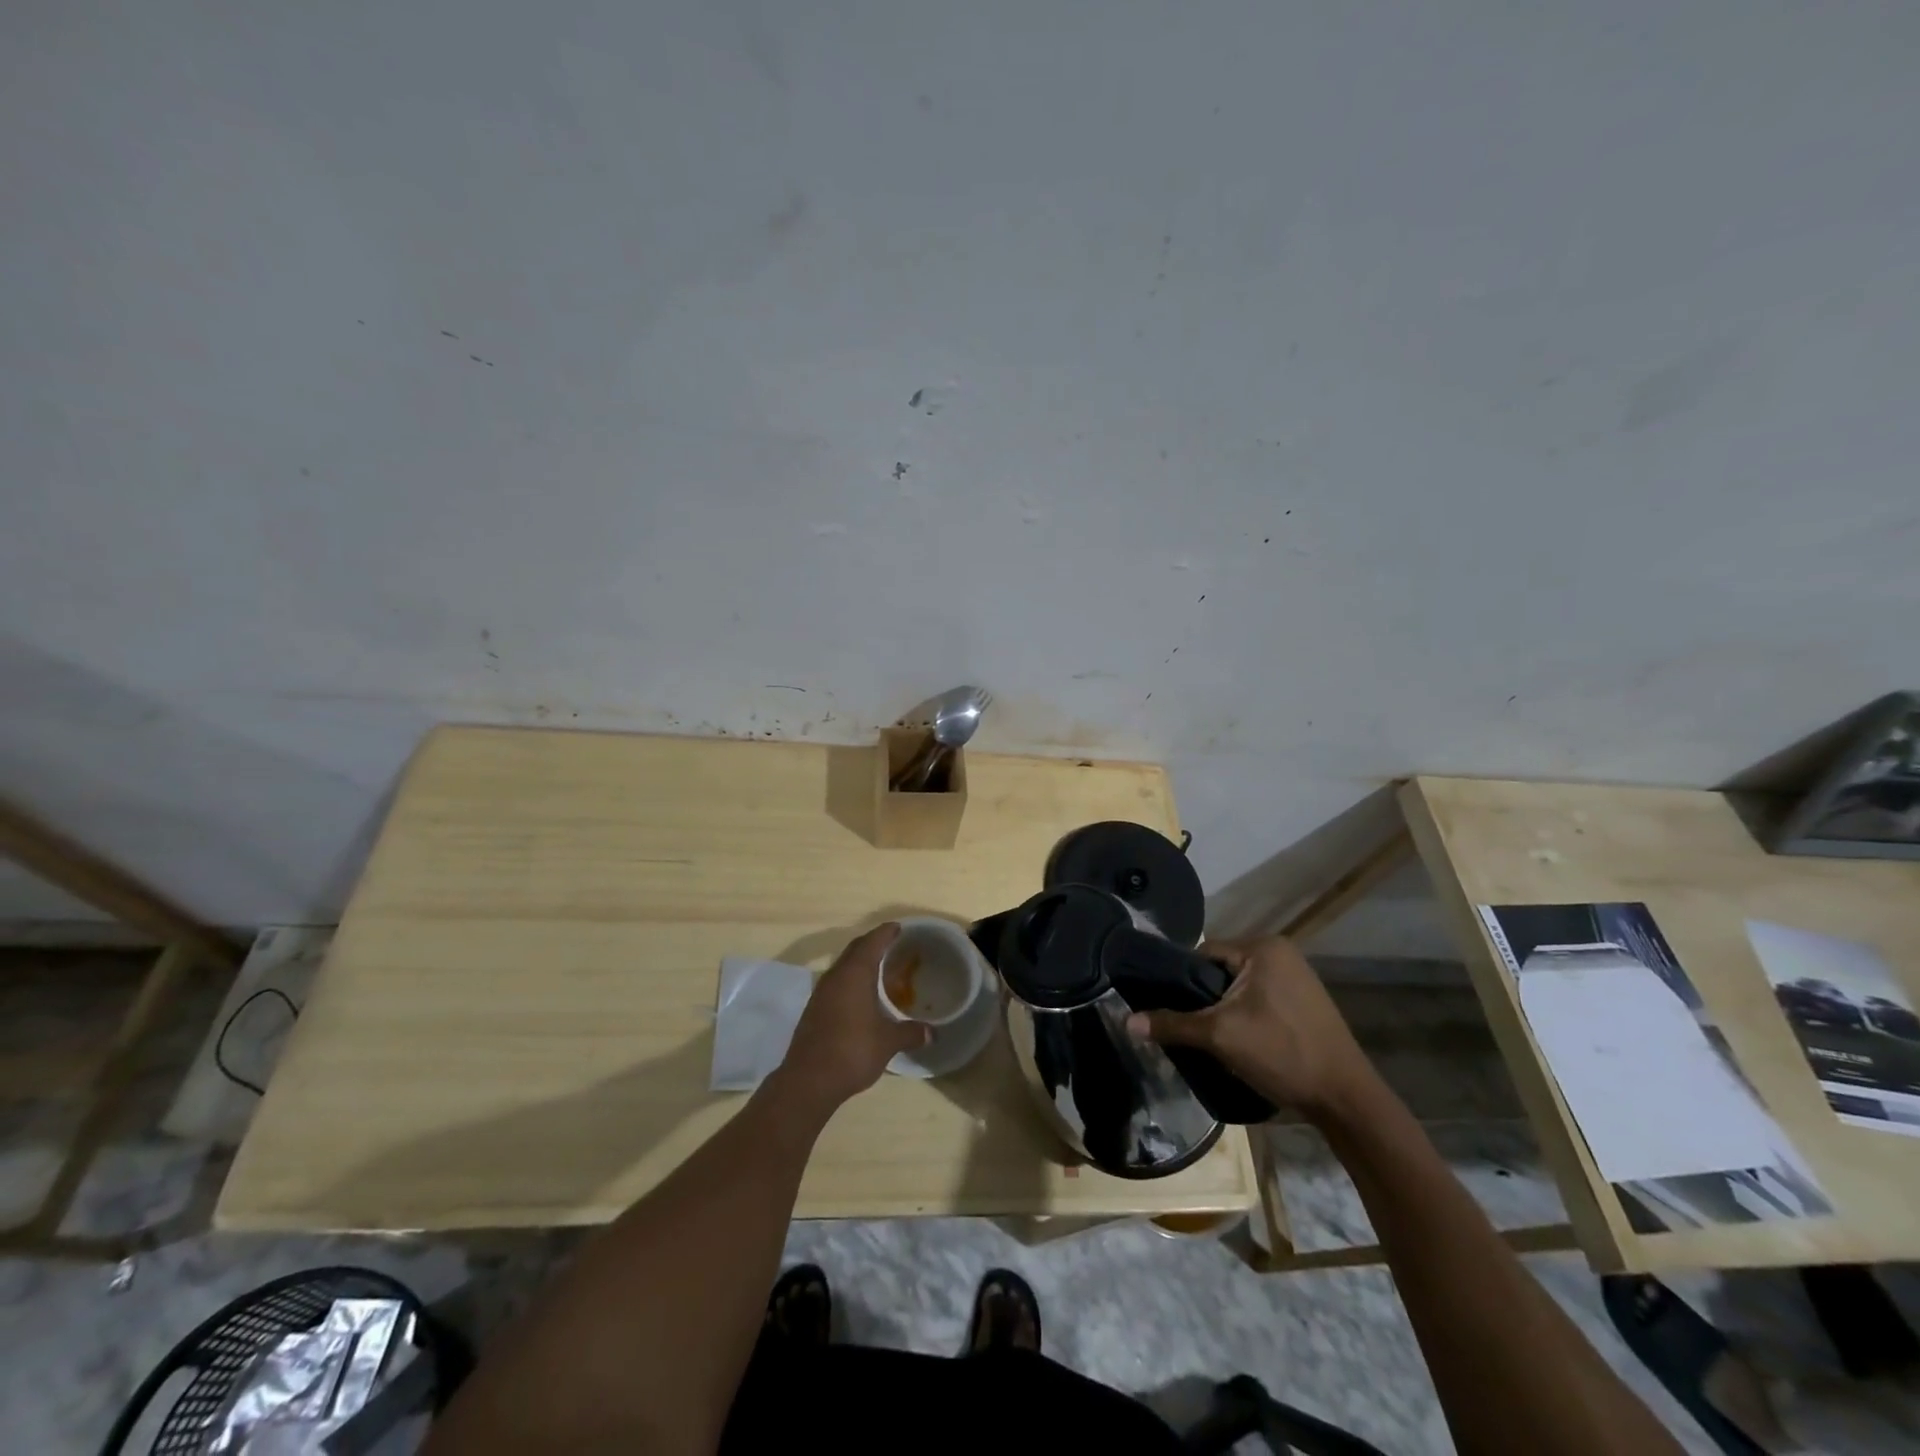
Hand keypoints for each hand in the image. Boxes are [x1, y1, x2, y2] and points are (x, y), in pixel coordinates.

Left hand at [778, 924, 930, 1111]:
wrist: (808, 1081)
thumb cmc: (852, 1051)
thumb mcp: (888, 1042)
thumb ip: (910, 1033)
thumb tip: (932, 1033)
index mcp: (855, 973)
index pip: (873, 941)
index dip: (887, 932)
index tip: (900, 927)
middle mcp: (836, 976)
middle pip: (856, 949)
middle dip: (874, 943)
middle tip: (893, 945)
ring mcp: (821, 992)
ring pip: (843, 966)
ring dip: (860, 962)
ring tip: (880, 969)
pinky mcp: (814, 1009)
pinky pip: (836, 983)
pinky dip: (851, 980)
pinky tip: (861, 996)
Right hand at [1126, 936, 1374, 1118]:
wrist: (1346, 1099)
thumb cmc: (1283, 1054)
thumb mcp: (1221, 1036)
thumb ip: (1173, 1024)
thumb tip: (1126, 1022)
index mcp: (1263, 947)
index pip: (1203, 953)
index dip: (1181, 980)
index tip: (1166, 1007)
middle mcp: (1280, 952)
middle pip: (1220, 970)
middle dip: (1203, 997)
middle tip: (1186, 1026)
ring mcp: (1296, 977)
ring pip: (1238, 987)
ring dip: (1222, 1009)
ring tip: (1208, 1037)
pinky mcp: (1303, 1001)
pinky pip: (1258, 999)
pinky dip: (1243, 1015)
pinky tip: (1236, 1040)